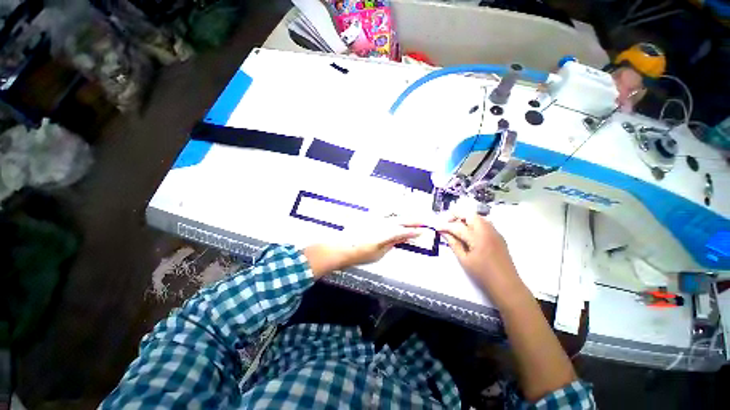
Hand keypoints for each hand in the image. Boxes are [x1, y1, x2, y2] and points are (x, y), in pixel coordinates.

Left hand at [304, 218, 421, 277]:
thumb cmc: (359, 253)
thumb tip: (400, 238)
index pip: (404, 231)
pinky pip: (383, 210)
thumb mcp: (379, 253)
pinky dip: (391, 208)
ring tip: (412, 213)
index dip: (414, 231)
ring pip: (393, 212)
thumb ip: (391, 243)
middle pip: (401, 219)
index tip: (422, 231)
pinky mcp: (368, 216)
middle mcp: (381, 223)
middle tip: (422, 220)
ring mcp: (374, 218)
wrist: (342, 247)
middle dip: (413, 220)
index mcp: (385, 234)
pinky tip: (395, 207)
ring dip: (403, 212)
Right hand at [437, 213, 522, 294]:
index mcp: (477, 238)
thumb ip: (454, 244)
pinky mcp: (499, 236)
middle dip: (457, 216)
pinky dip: (475, 222)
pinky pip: (485, 222)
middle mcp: (487, 231)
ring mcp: (494, 232)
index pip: (458, 227)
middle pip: (470, 215)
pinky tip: (469, 231)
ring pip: (478, 217)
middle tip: (447, 223)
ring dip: (466, 218)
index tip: (437, 227)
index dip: (446, 226)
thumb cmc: (482, 274)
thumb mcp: (464, 260)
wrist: (506, 285)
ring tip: (457, 226)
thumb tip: (444, 233)